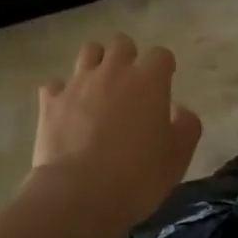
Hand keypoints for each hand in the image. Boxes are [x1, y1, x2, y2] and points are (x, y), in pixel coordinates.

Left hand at [30, 34, 202, 233]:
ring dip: (96, 64)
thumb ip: (186, 126)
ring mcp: (78, 83)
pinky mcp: (51, 101)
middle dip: (128, 57)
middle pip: (121, 43)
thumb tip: (180, 111)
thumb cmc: (137, 175)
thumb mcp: (178, 156)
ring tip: (98, 89)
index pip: (160, 55)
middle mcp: (113, 71)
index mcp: (148, 80)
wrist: (79, 194)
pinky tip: (66, 110)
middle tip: (130, 84)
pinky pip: (55, 85)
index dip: (163, 68)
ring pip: (88, 52)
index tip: (164, 83)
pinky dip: (62, 93)